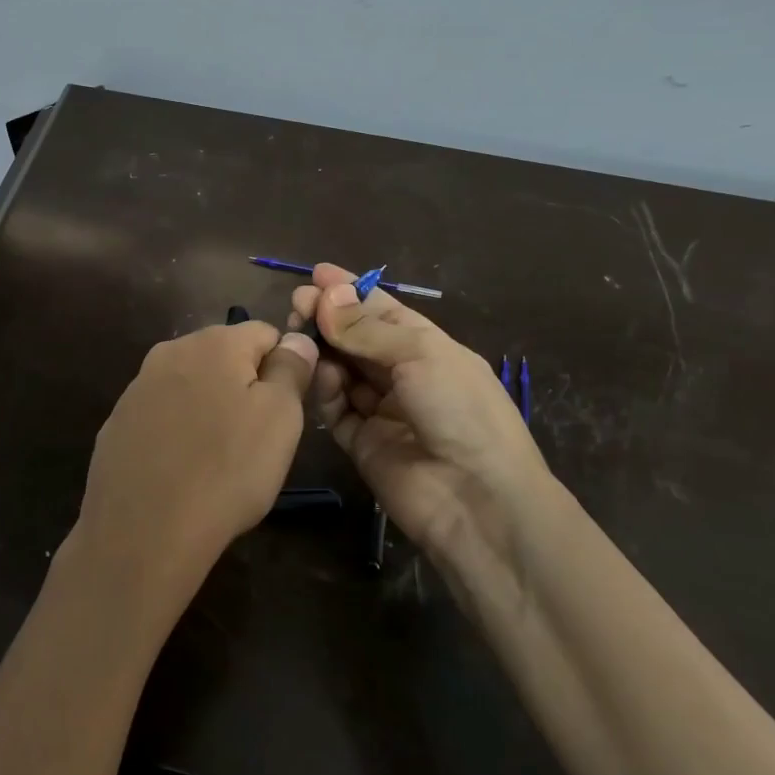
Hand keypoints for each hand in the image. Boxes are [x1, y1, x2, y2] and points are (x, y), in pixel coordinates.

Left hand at [63, 320, 318, 627]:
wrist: (144, 532)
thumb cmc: (227, 470)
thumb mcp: (281, 418)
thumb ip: (291, 368)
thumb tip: (296, 338)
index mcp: (214, 342)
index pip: (265, 333)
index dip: (283, 368)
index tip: (283, 412)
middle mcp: (170, 351)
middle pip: (224, 356)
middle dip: (243, 386)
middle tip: (254, 438)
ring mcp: (137, 387)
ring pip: (191, 385)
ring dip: (209, 408)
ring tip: (216, 458)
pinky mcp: (117, 423)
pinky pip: (161, 415)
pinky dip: (176, 432)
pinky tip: (180, 469)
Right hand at [293, 264, 570, 617]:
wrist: (477, 500)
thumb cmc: (460, 411)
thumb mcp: (420, 355)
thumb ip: (367, 328)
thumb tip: (326, 295)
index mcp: (429, 348)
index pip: (384, 311)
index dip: (352, 292)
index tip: (316, 273)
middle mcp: (405, 376)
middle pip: (358, 339)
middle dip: (330, 317)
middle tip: (297, 301)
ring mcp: (383, 411)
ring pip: (343, 371)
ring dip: (323, 349)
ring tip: (298, 329)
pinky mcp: (362, 444)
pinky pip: (337, 408)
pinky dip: (326, 389)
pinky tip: (319, 372)